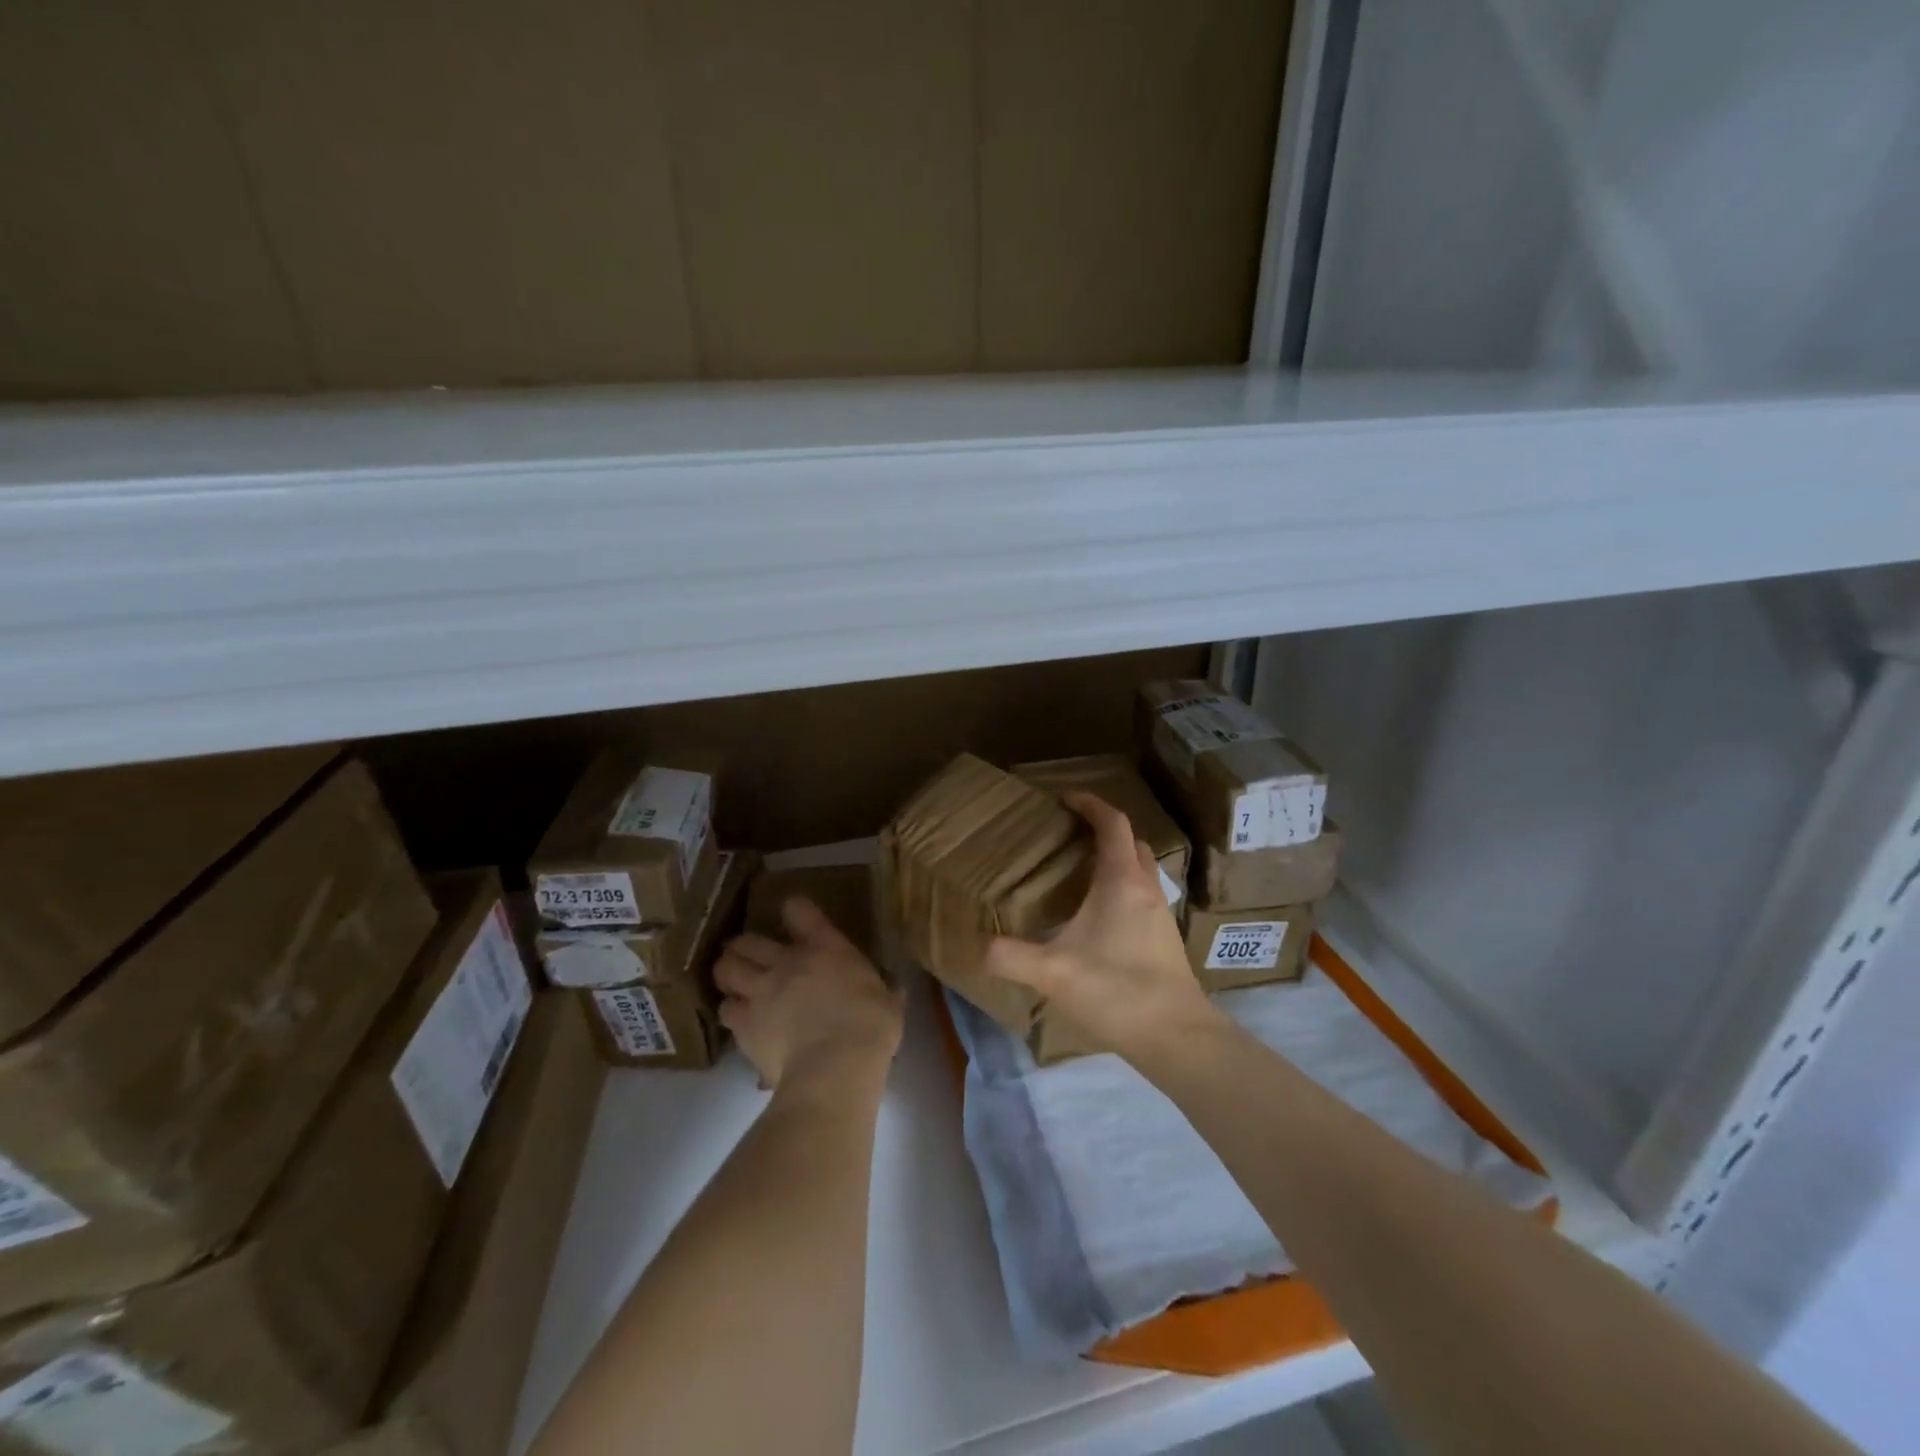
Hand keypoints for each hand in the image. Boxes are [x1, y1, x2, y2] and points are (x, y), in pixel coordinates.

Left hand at [715, 896, 903, 1094]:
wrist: (837, 1065)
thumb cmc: (871, 1027)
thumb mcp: (888, 1001)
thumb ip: (885, 989)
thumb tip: (893, 989)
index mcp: (825, 947)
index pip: (798, 910)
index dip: (794, 912)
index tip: (795, 919)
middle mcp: (786, 961)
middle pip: (748, 939)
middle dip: (745, 946)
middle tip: (751, 956)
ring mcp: (760, 991)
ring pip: (726, 968)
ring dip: (729, 973)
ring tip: (735, 983)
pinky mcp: (744, 1024)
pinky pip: (725, 1010)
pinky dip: (731, 1012)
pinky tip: (740, 1021)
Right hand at [984, 791, 1220, 1058]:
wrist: (1177, 1036)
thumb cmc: (1117, 991)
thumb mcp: (1053, 973)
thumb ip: (1011, 957)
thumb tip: (980, 947)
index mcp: (1121, 881)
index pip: (1112, 823)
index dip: (1090, 804)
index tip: (1065, 799)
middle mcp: (1146, 888)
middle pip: (1130, 841)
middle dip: (1103, 829)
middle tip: (1070, 835)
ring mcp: (1161, 913)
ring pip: (1140, 868)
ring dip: (1116, 858)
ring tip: (1081, 872)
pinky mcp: (1165, 938)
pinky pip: (1143, 894)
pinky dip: (1122, 887)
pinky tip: (1099, 916)